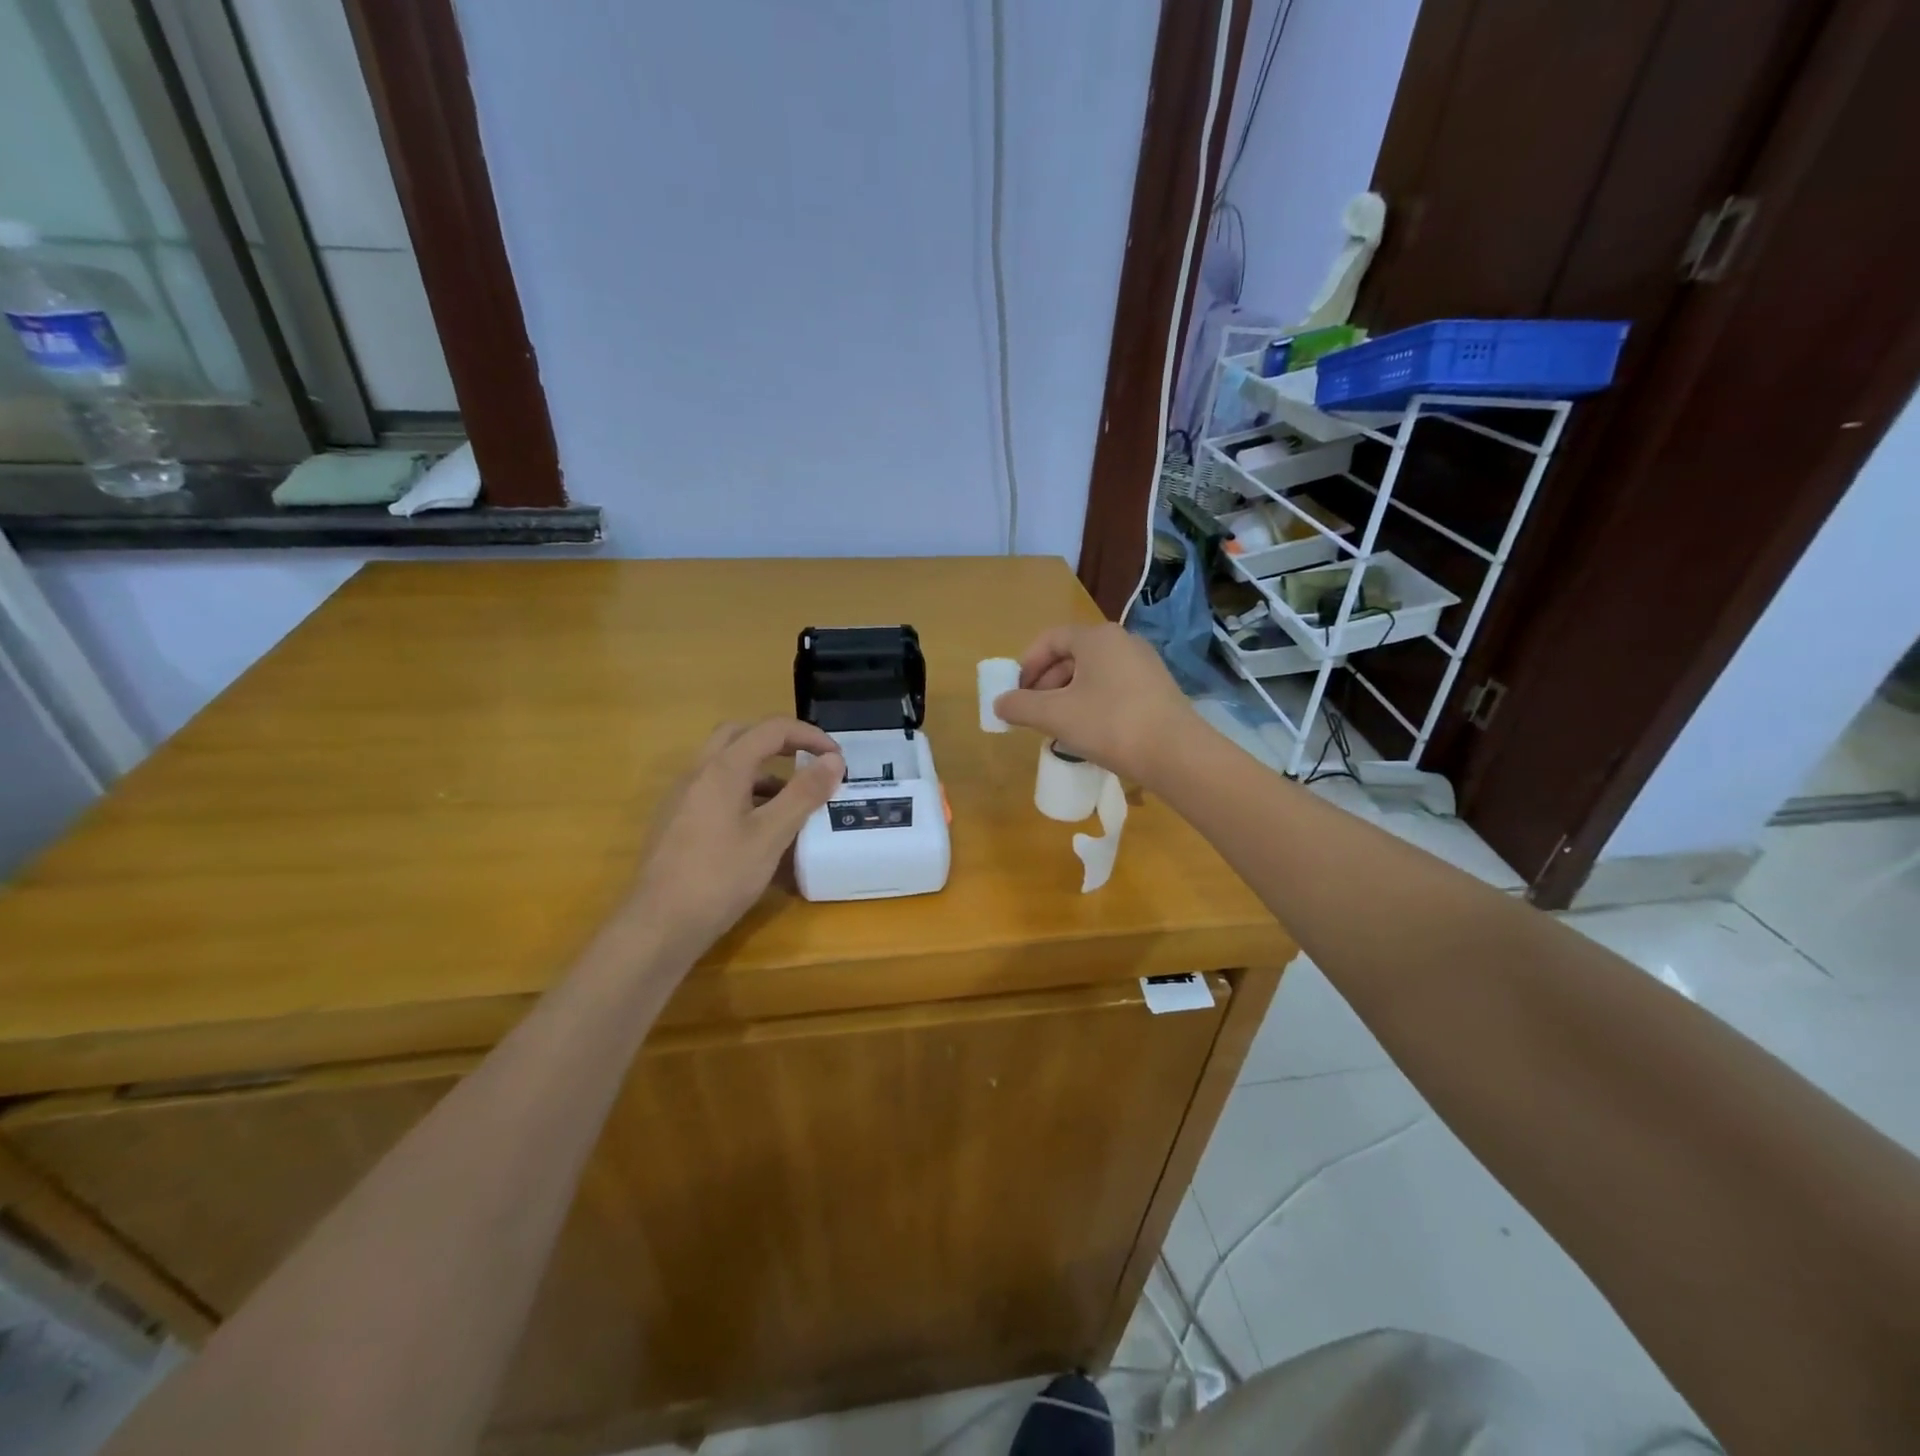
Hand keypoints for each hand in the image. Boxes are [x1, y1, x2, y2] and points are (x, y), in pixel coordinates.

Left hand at [627, 718, 843, 955]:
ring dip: (761, 768)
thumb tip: (833, 759)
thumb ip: (803, 793)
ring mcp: (682, 797)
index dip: (809, 735)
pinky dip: (743, 791)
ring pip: (725, 763)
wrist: (659, 925)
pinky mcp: (677, 821)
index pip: (771, 729)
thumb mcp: (771, 835)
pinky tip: (759, 826)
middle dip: (779, 741)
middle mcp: (698, 773)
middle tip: (808, 762)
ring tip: (791, 799)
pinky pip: (714, 789)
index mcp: (723, 769)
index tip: (837, 758)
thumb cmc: (720, 877)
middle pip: (741, 735)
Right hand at [992, 623, 1193, 784]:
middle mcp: (1122, 641)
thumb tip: (999, 703)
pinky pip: (1113, 687)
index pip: (1050, 639)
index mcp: (1097, 637)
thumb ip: (1020, 706)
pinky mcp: (1157, 688)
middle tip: (1034, 712)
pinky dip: (1092, 702)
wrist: (1176, 754)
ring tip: (1058, 726)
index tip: (1016, 694)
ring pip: (1093, 673)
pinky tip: (1089, 731)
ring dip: (1067, 695)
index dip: (1027, 664)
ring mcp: (1144, 664)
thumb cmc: (1110, 724)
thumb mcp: (1056, 715)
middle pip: (1072, 655)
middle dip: (1046, 683)